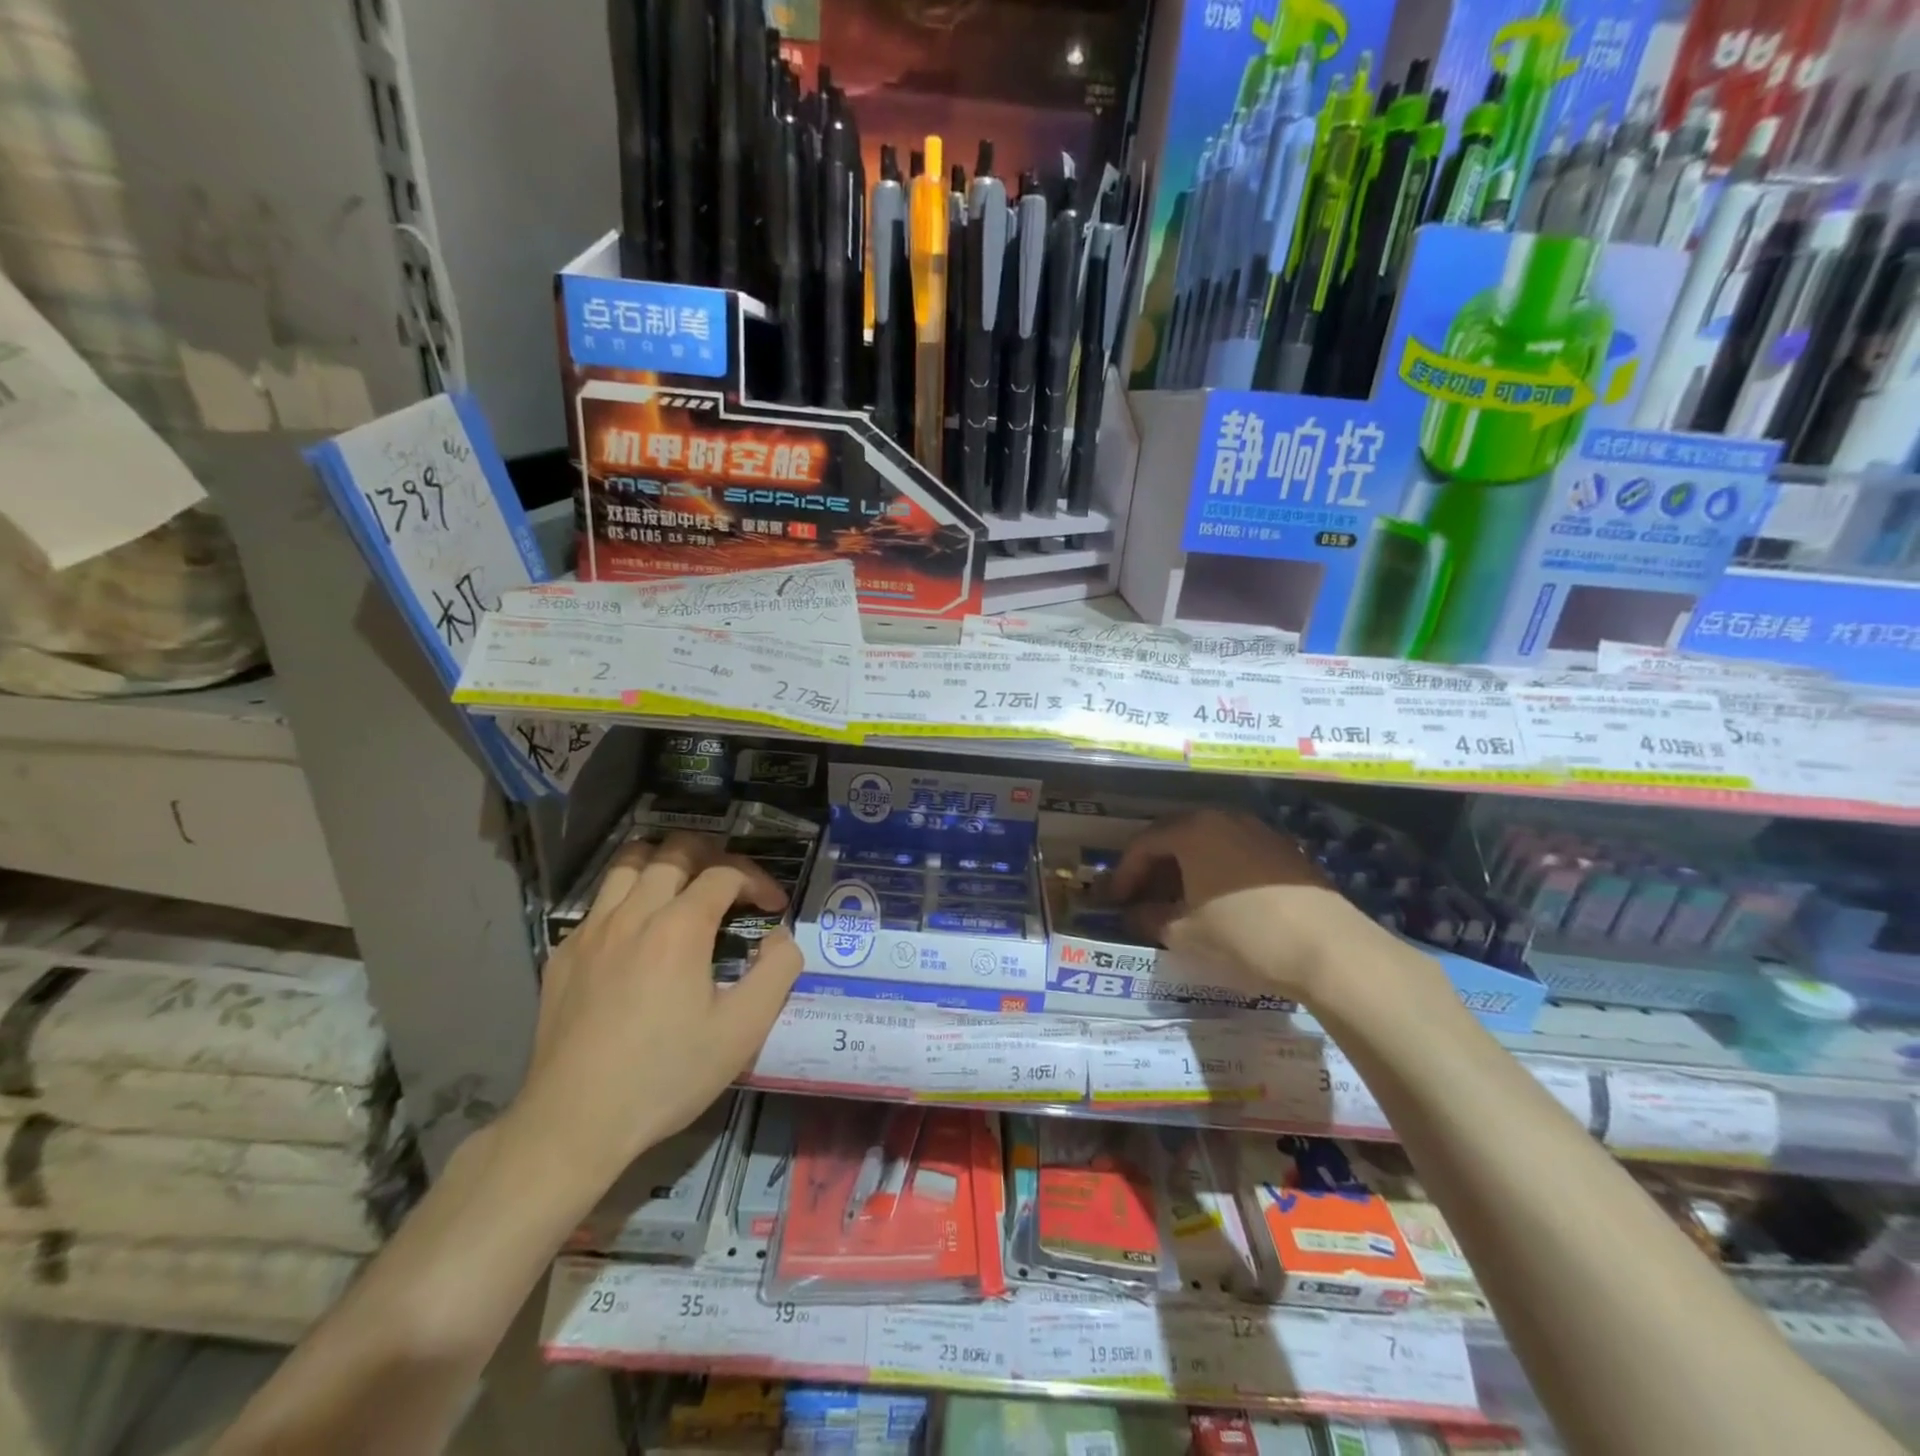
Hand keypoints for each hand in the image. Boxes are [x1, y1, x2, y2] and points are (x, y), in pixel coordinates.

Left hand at [506, 832, 801, 1192]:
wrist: (574, 1123)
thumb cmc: (667, 1076)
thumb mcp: (743, 1031)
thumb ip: (778, 971)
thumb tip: (782, 936)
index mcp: (679, 927)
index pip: (725, 873)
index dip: (757, 880)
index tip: (774, 907)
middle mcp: (632, 914)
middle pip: (674, 851)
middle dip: (714, 856)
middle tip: (733, 886)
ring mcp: (590, 931)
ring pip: (628, 863)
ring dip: (665, 863)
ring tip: (685, 887)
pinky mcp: (563, 954)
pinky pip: (600, 901)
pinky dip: (629, 897)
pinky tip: (640, 933)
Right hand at [1111, 808, 1386, 1003]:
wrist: (1330, 950)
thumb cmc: (1244, 934)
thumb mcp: (1183, 933)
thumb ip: (1148, 918)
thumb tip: (1134, 913)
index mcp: (1193, 829)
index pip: (1143, 843)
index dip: (1124, 873)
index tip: (1114, 901)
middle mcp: (1224, 818)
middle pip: (1175, 836)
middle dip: (1154, 867)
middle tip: (1141, 897)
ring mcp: (1259, 831)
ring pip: (1207, 843)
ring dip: (1185, 868)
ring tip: (1178, 900)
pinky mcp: (1285, 852)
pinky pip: (1235, 853)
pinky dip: (1216, 871)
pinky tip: (1217, 900)